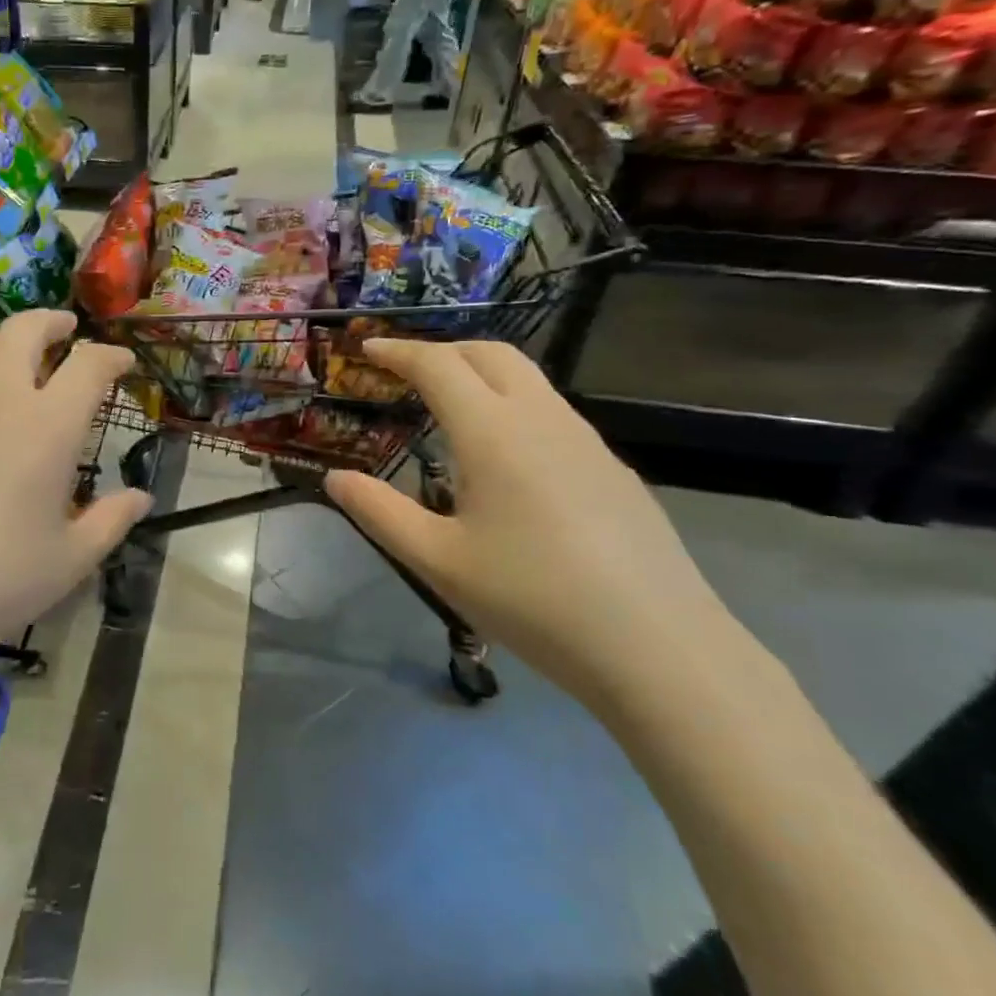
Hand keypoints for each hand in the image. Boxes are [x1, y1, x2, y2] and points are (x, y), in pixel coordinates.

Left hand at [0, 311, 149, 660]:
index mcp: (48, 425)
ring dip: (3, 338)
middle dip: (52, 321)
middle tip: (67, 330)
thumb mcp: (72, 558)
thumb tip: (141, 497)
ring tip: (15, 352)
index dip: (111, 357)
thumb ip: (111, 520)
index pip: (88, 366)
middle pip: (24, 330)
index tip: (123, 363)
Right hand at [324, 340, 749, 715]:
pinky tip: (506, 459)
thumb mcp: (437, 560)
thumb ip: (378, 512)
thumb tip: (335, 478)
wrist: (659, 648)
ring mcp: (586, 441)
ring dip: (481, 374)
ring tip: (450, 408)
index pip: (438, 365)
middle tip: (406, 370)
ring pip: (528, 379)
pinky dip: (513, 406)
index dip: (399, 351)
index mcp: (493, 432)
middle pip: (490, 353)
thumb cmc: (532, 598)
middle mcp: (542, 419)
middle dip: (443, 350)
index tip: (369, 348)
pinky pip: (552, 413)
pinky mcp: (613, 469)